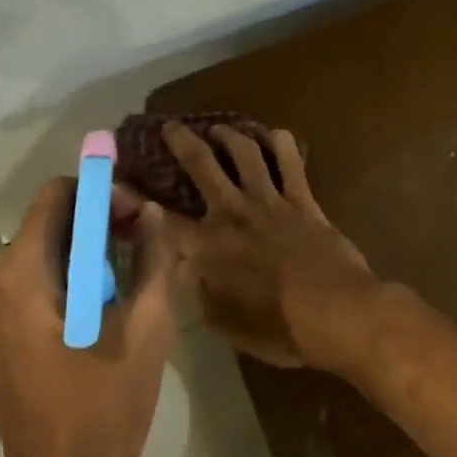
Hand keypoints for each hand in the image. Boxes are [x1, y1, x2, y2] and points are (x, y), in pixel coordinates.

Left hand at [0, 178, 174, 456]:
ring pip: (50, 247)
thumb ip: (154, 259)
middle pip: (53, 219)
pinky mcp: (5, 330)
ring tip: (140, 262)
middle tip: (148, 238)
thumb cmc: (103, 410)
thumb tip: (154, 212)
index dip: (102, 192)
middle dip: (103, 217)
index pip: (59, 195)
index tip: (140, 215)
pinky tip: (116, 293)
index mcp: (23, 275)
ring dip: (94, 244)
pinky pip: (42, 276)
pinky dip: (78, 269)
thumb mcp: (146, 329)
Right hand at [159, 122, 376, 369]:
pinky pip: (290, 161)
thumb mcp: (228, 327)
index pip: (163, 221)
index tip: (118, 180)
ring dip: (230, 135)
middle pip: (202, 166)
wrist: (337, 314)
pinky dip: (280, 142)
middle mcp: (234, 214)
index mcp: (210, 248)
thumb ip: (203, 297)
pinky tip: (274, 134)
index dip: (136, 200)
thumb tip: (189, 276)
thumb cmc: (281, 329)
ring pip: (245, 153)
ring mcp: (270, 201)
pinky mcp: (303, 199)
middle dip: (182, 142)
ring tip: (219, 128)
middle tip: (171, 127)